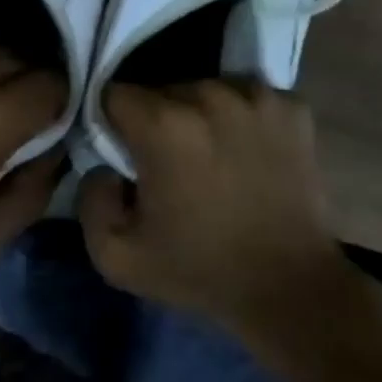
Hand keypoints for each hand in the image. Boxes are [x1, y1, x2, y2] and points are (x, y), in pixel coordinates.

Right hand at [79, 79, 347, 339]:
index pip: (116, 95)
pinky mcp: (291, 106)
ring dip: (204, 116)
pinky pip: (252, 98)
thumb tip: (102, 165)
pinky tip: (252, 153)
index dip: (115, 123)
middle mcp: (208, 94)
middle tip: (174, 162)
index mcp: (163, 124)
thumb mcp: (118, 257)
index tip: (128, 153)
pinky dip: (247, 119)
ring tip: (216, 157)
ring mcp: (255, 96)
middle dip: (160, 120)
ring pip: (208, 89)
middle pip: (164, 90)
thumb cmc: (201, 270)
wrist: (292, 291)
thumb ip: (90, 200)